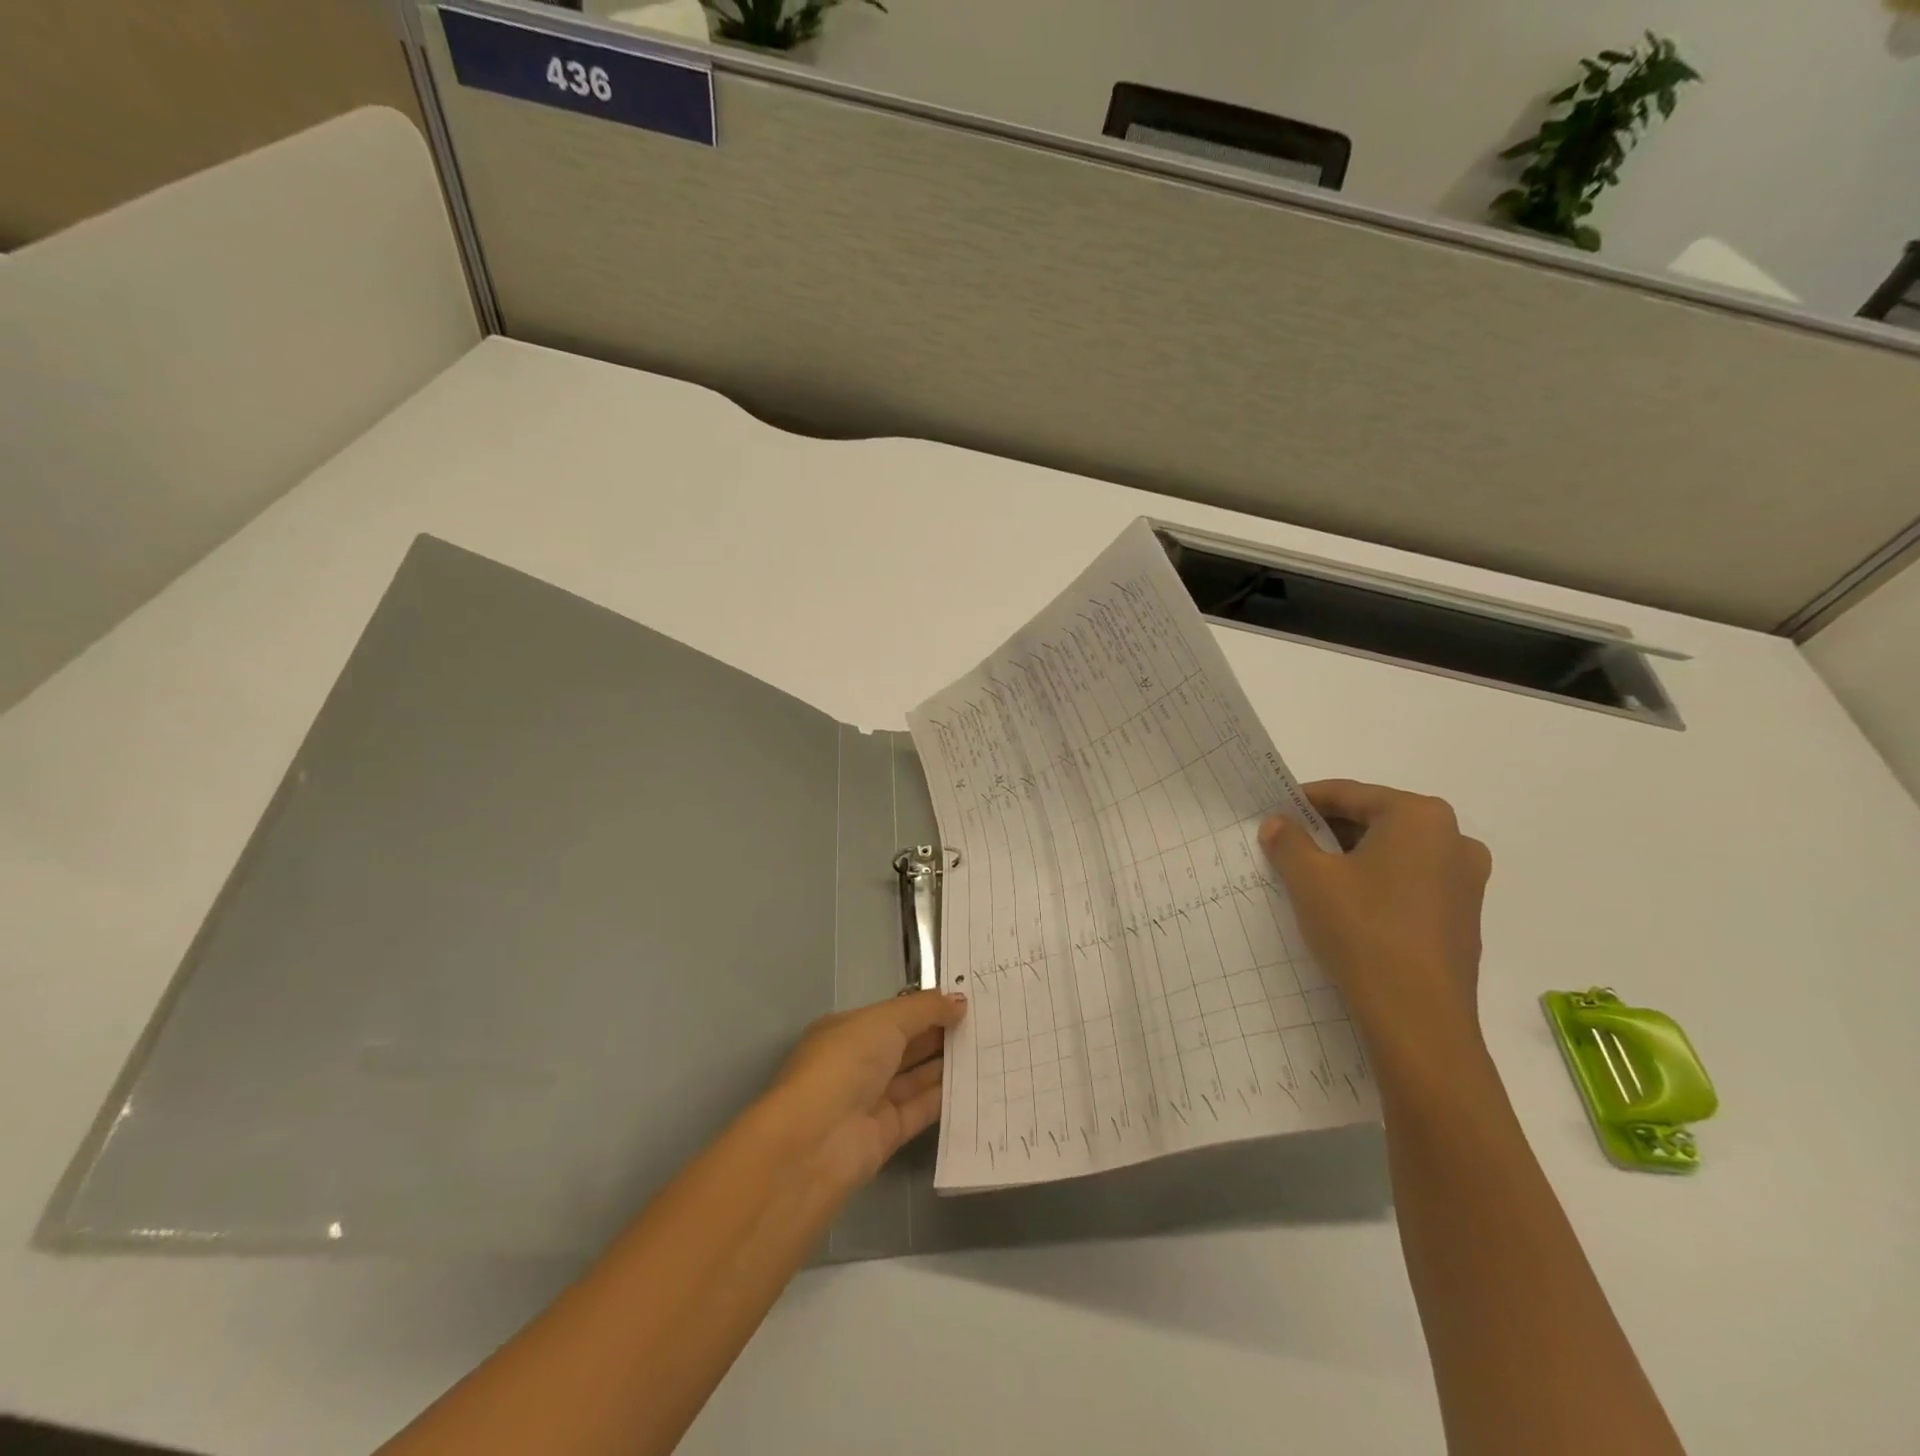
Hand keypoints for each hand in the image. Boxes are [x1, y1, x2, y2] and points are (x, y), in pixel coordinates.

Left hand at [763, 990, 967, 1195]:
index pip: (893, 1015)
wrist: (816, 1141)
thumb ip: (925, 1009)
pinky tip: (975, 1083)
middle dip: (941, 1033)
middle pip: (907, 1045)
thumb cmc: (845, 1063)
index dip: (926, 1007)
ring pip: (916, 1077)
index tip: (965, 999)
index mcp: (848, 1031)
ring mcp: (872, 1099)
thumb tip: (959, 1000)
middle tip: (986, 1022)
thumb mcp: (885, 1021)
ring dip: (947, 1064)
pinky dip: (945, 1098)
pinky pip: (921, 1109)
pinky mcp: (887, 1134)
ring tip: (988, 1048)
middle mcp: (858, 1063)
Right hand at [1260, 780, 1490, 1036]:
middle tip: (1289, 845)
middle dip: (1329, 831)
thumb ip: (1289, 841)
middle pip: (1375, 820)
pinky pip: (1410, 882)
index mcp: (1420, 817)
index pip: (1349, 794)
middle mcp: (1453, 839)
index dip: (1305, 801)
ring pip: (1394, 853)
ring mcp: (1465, 880)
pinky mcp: (1462, 916)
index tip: (1274, 812)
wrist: (1417, 1017)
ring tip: (1312, 876)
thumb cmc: (1362, 930)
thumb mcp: (1310, 878)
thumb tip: (1278, 824)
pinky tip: (1347, 905)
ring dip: (1352, 858)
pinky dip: (1376, 883)